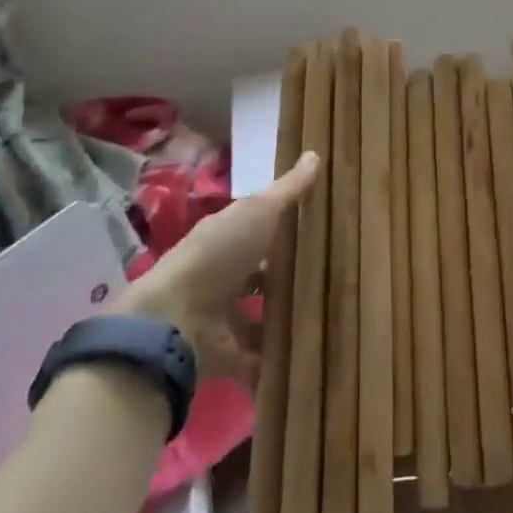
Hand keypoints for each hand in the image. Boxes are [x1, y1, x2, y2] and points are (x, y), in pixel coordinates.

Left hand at [116, 152, 320, 383]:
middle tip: (336, 276)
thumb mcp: (259, 212)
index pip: (260, 230)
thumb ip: (288, 191)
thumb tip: (315, 153)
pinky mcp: (228, 355)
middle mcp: (222, 276)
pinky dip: (278, 359)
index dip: (286, 228)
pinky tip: (312, 354)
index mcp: (227, 239)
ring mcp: (223, 318)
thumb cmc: (219, 254)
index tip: (321, 228)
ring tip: (331, 317)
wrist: (176, 321)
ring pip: (260, 316)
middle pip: (261, 275)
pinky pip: (259, 358)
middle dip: (288, 277)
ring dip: (285, 318)